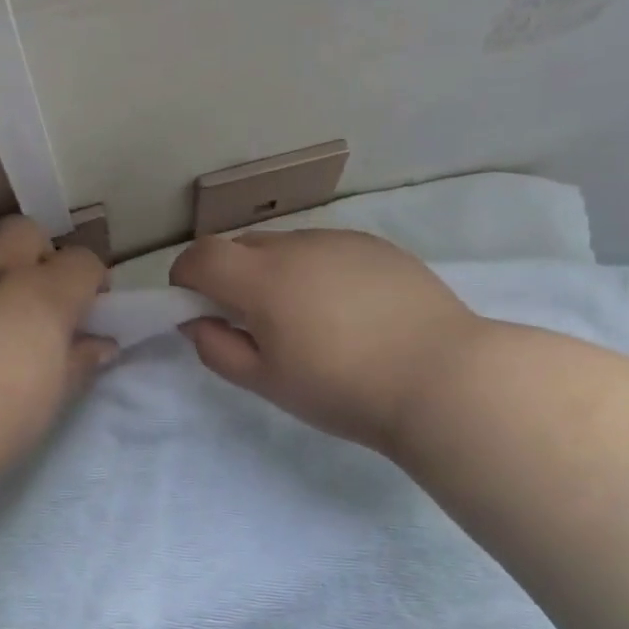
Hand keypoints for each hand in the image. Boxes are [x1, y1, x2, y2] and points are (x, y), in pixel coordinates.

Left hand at [0, 216, 115, 467]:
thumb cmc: (2, 414)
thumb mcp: (54, 394)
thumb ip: (79, 360)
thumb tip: (103, 344)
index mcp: (48, 293)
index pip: (83, 261)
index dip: (90, 279)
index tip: (87, 304)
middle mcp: (3, 267)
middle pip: (28, 230)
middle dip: (37, 252)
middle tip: (34, 290)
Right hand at [169, 229, 484, 450]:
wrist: (443, 378)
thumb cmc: (343, 388)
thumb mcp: (266, 382)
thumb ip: (217, 349)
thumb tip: (197, 322)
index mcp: (261, 279)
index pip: (200, 255)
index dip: (185, 277)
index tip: (194, 306)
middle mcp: (295, 246)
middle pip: (239, 245)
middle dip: (228, 275)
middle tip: (249, 319)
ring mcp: (339, 240)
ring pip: (284, 244)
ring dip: (272, 270)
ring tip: (304, 316)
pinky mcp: (376, 246)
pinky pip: (324, 248)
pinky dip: (313, 268)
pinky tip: (345, 308)